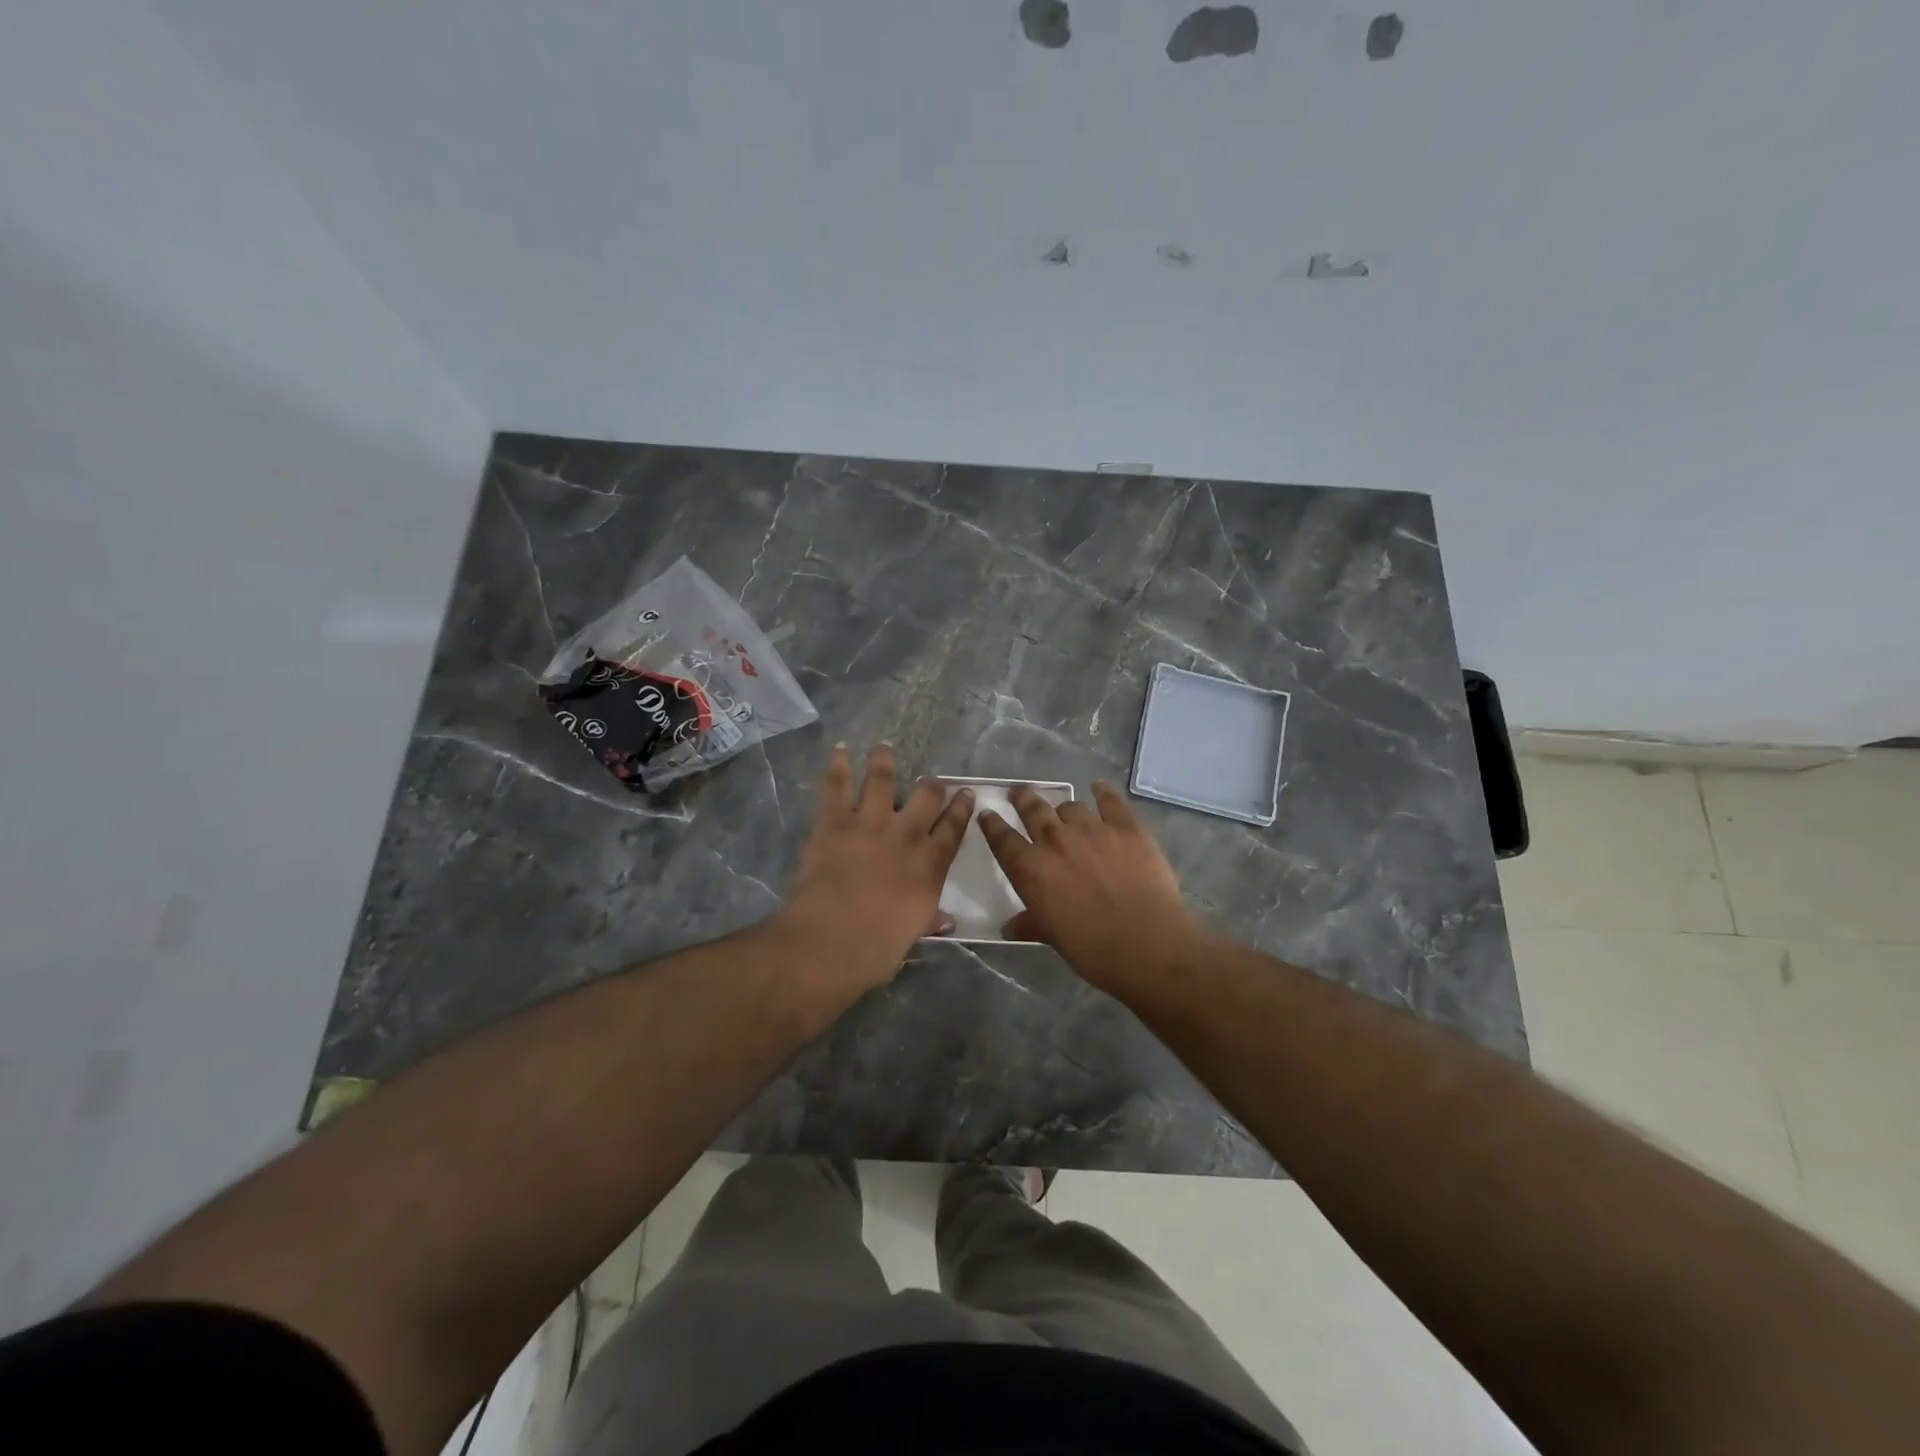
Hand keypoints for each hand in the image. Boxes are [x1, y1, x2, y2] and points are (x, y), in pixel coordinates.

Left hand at [774, 744, 973, 1008]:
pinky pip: (837, 786)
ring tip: (884, 747)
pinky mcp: (834, 822)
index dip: (962, 809)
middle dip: (932, 785)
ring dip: (884, 761)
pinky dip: (837, 765)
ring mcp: (870, 823)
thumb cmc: (878, 946)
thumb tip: (947, 920)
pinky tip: (839, 749)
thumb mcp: (913, 934)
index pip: (953, 829)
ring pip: (882, 781)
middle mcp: (906, 835)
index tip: (966, 794)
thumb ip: (930, 919)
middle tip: (932, 780)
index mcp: (929, 865)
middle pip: (927, 797)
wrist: (833, 938)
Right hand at [978, 781, 1200, 991]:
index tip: (987, 814)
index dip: (992, 825)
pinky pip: (1110, 800)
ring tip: (1065, 810)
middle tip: (1020, 793)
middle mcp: (1055, 840)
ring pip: (1069, 806)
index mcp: (1030, 868)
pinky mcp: (1126, 827)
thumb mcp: (1051, 937)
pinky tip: (1099, 787)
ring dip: (1063, 808)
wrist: (1146, 945)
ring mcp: (1091, 829)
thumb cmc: (1091, 949)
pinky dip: (1102, 791)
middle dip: (1023, 799)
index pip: (1002, 839)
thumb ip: (1029, 924)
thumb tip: (1009, 928)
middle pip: (1032, 809)